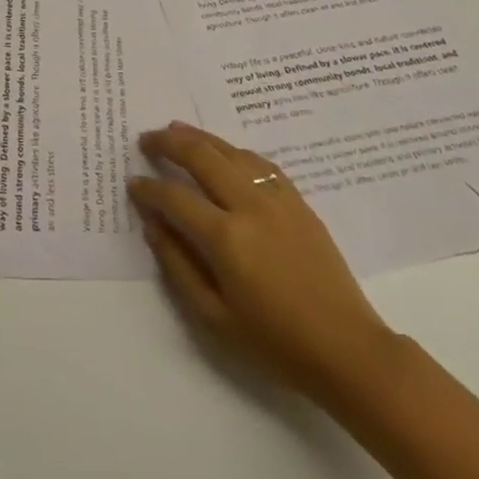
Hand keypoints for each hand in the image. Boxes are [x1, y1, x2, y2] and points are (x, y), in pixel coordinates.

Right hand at [129, 122, 396, 405]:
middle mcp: (249, 206)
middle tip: (146, 139)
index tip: (132, 182)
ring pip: (231, 151)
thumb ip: (178, 265)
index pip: (175, 197)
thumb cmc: (275, 342)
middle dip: (169, 143)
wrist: (346, 348)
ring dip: (200, 137)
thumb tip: (153, 224)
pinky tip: (224, 151)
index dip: (149, 188)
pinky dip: (234, 150)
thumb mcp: (214, 316)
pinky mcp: (298, 201)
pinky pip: (260, 162)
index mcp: (226, 238)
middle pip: (202, 156)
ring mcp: (277, 198)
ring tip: (176, 130)